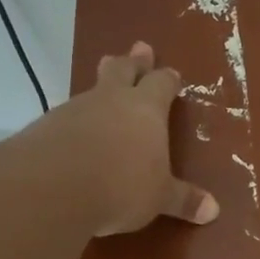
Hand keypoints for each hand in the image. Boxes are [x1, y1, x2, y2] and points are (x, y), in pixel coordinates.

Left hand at [40, 41, 218, 236]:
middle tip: (139, 48)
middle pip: (123, 70)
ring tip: (104, 88)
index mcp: (146, 109)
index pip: (161, 83)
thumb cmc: (121, 186)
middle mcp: (111, 100)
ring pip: (91, 89)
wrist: (51, 187)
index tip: (172, 74)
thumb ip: (183, 200)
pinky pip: (66, 115)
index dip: (167, 79)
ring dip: (101, 86)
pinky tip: (73, 132)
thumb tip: (214, 210)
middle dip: (133, 61)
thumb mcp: (158, 197)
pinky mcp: (45, 126)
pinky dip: (74, 119)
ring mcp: (74, 109)